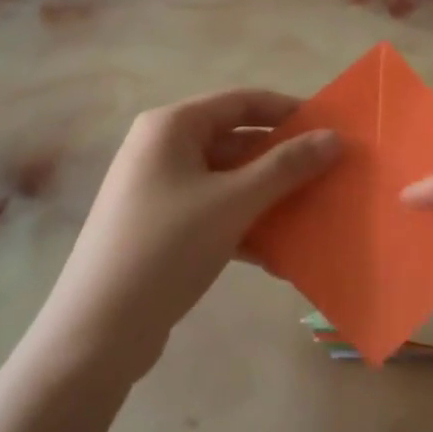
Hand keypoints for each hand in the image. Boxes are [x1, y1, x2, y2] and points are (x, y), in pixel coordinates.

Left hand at [32, 90, 339, 382]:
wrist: (98, 330)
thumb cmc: (167, 247)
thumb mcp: (233, 202)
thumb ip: (286, 167)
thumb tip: (334, 138)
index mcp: (172, 126)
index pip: (240, 101)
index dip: (287, 111)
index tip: (329, 128)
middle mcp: (161, 148)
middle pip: (235, 141)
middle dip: (281, 160)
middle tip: (329, 174)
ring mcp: (159, 189)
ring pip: (226, 180)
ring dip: (267, 196)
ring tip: (313, 213)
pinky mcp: (160, 227)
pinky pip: (213, 212)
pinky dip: (244, 225)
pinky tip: (278, 254)